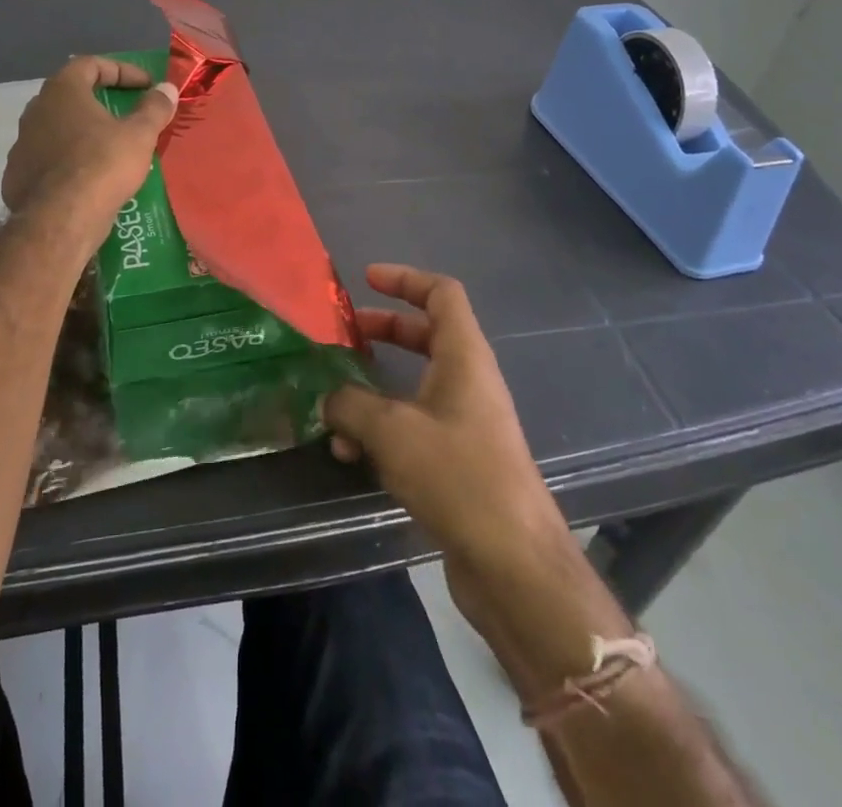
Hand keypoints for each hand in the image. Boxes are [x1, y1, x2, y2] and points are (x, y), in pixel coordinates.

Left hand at [2, 56, 177, 231]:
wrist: (60, 220)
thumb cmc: (102, 165)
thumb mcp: (139, 135)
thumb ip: (154, 108)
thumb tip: (167, 88)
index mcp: (62, 92)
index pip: (90, 64)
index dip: (122, 70)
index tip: (146, 86)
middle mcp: (36, 111)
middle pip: (71, 95)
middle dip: (101, 101)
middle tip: (128, 114)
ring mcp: (22, 144)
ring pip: (58, 129)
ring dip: (84, 133)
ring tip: (111, 149)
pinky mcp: (17, 176)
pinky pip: (49, 159)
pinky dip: (70, 161)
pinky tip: (89, 178)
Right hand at [322, 265, 572, 636]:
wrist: (513, 563)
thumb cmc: (458, 476)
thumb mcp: (392, 431)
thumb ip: (350, 405)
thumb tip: (328, 399)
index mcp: (464, 356)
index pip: (442, 293)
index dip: (405, 278)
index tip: (367, 279)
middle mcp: (469, 380)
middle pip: (425, 334)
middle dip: (383, 330)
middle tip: (344, 334)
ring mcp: (467, 421)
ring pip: (415, 385)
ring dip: (374, 391)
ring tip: (335, 411)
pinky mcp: (460, 459)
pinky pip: (415, 425)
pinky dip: (383, 430)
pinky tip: (352, 456)